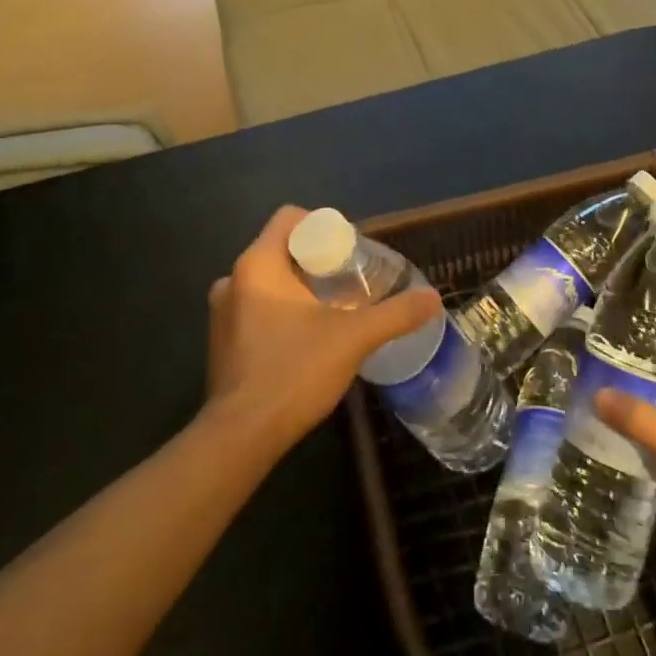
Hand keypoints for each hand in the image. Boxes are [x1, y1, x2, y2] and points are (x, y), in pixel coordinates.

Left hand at [203, 206, 440, 452]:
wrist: (241, 437)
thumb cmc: (294, 372)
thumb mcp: (354, 338)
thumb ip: (395, 314)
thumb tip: (433, 298)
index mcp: (257, 264)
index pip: (289, 218)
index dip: (323, 226)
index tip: (350, 251)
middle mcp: (232, 280)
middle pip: (282, 249)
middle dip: (317, 261)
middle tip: (350, 282)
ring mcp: (222, 313)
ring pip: (268, 281)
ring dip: (300, 288)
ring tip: (334, 310)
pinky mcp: (222, 343)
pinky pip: (256, 309)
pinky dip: (282, 312)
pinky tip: (307, 339)